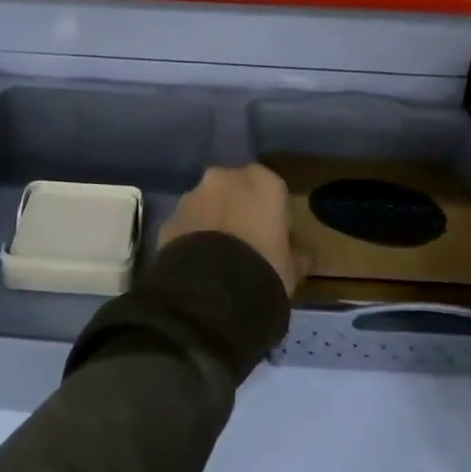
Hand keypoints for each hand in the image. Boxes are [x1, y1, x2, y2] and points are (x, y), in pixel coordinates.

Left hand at [159, 164, 305, 294]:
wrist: (211, 293)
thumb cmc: (264, 271)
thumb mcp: (293, 269)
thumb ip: (297, 255)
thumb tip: (302, 256)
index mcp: (263, 181)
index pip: (274, 193)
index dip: (276, 218)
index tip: (277, 242)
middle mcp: (224, 178)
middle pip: (236, 192)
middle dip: (240, 213)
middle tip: (246, 247)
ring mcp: (192, 196)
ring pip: (207, 206)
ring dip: (213, 223)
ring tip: (218, 260)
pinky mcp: (168, 220)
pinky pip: (186, 226)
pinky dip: (191, 239)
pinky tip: (198, 268)